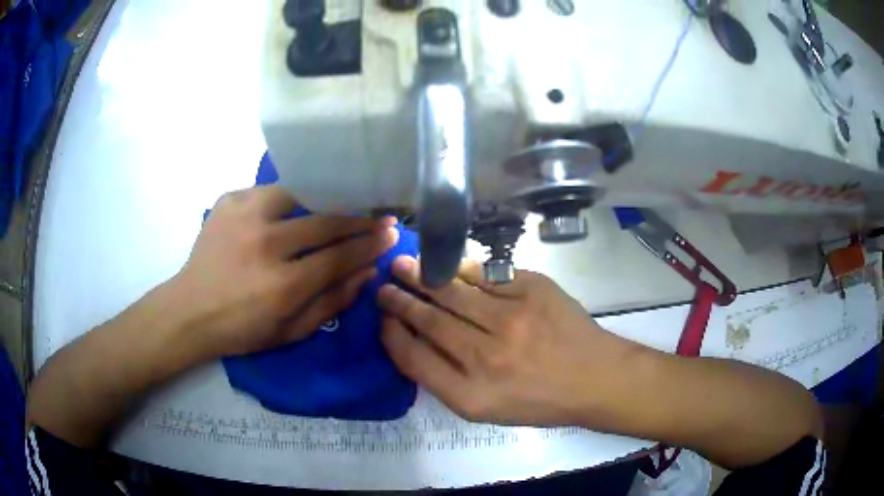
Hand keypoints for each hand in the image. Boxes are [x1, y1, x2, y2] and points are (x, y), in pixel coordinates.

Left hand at [171, 185, 397, 358]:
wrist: (190, 311)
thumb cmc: (243, 329)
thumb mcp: (292, 332)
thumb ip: (333, 302)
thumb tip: (367, 272)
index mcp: (282, 285)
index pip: (339, 256)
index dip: (369, 244)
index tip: (389, 233)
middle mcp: (265, 245)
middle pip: (324, 222)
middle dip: (358, 219)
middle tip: (378, 215)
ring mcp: (244, 217)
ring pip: (299, 194)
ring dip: (322, 202)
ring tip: (336, 206)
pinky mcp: (228, 202)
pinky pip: (269, 191)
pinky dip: (286, 199)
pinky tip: (290, 210)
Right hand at [377, 255, 637, 426]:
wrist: (594, 378)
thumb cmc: (538, 401)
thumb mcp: (486, 409)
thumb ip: (445, 380)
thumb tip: (412, 340)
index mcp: (470, 396)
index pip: (413, 359)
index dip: (391, 334)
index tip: (382, 319)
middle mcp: (486, 357)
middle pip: (429, 321)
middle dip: (399, 300)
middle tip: (383, 286)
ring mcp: (512, 319)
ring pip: (453, 292)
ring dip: (422, 276)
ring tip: (402, 265)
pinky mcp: (533, 290)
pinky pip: (486, 275)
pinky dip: (461, 269)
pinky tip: (446, 265)